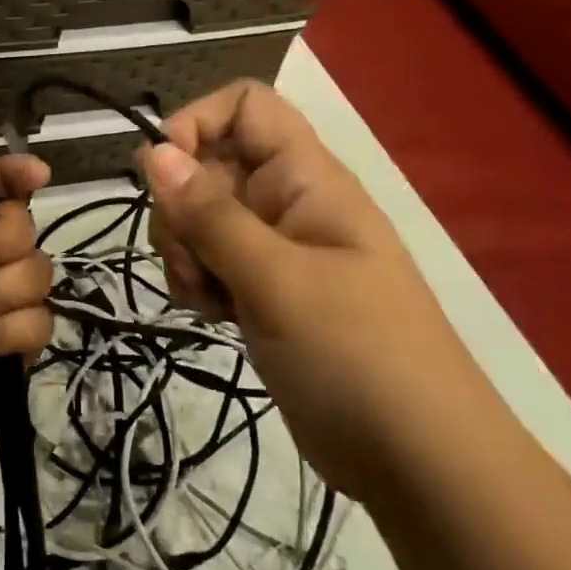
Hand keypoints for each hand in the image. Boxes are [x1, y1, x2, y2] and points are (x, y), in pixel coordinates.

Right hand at [137, 80, 488, 496]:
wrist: (419, 463)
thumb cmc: (357, 356)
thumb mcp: (277, 280)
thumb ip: (210, 214)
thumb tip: (151, 152)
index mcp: (307, 178)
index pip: (245, 106)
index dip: (196, 123)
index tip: (161, 174)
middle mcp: (288, 202)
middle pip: (209, 164)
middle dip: (181, 207)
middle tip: (191, 260)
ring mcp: (275, 249)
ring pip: (201, 218)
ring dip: (185, 250)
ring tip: (205, 297)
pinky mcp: (264, 291)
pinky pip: (211, 261)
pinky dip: (198, 281)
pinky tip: (211, 315)